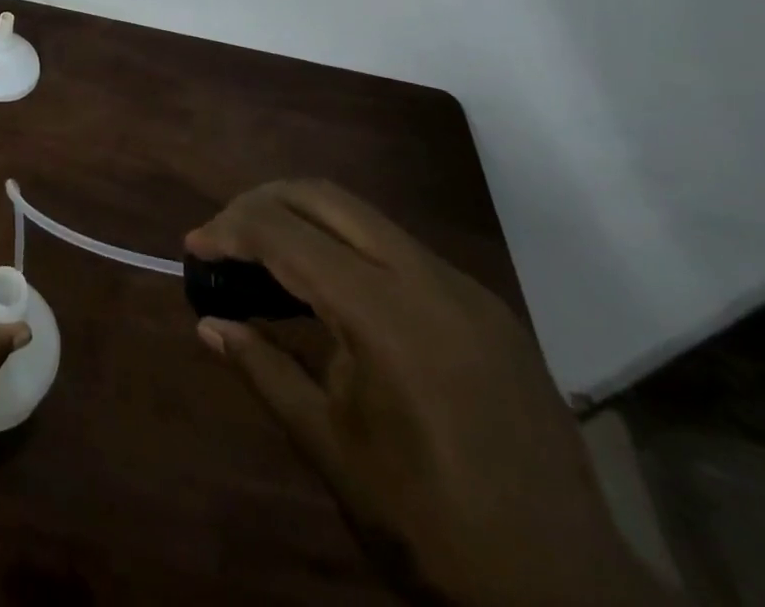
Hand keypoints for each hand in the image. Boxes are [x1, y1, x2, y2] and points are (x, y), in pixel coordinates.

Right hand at [188, 181, 669, 606]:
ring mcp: (465, 288)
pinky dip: (348, 247)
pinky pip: (399, 249)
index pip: (286, 235)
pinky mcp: (487, 307)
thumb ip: (264, 371)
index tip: (193, 246)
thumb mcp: (332, 450)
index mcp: (386, 316)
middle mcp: (428, 280)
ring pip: (363, 216)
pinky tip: (331, 291)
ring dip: (304, 219)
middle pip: (325, 198)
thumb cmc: (432, 526)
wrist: (570, 596)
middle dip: (262, 204)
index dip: (230, 230)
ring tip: (265, 256)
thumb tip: (208, 325)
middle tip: (224, 237)